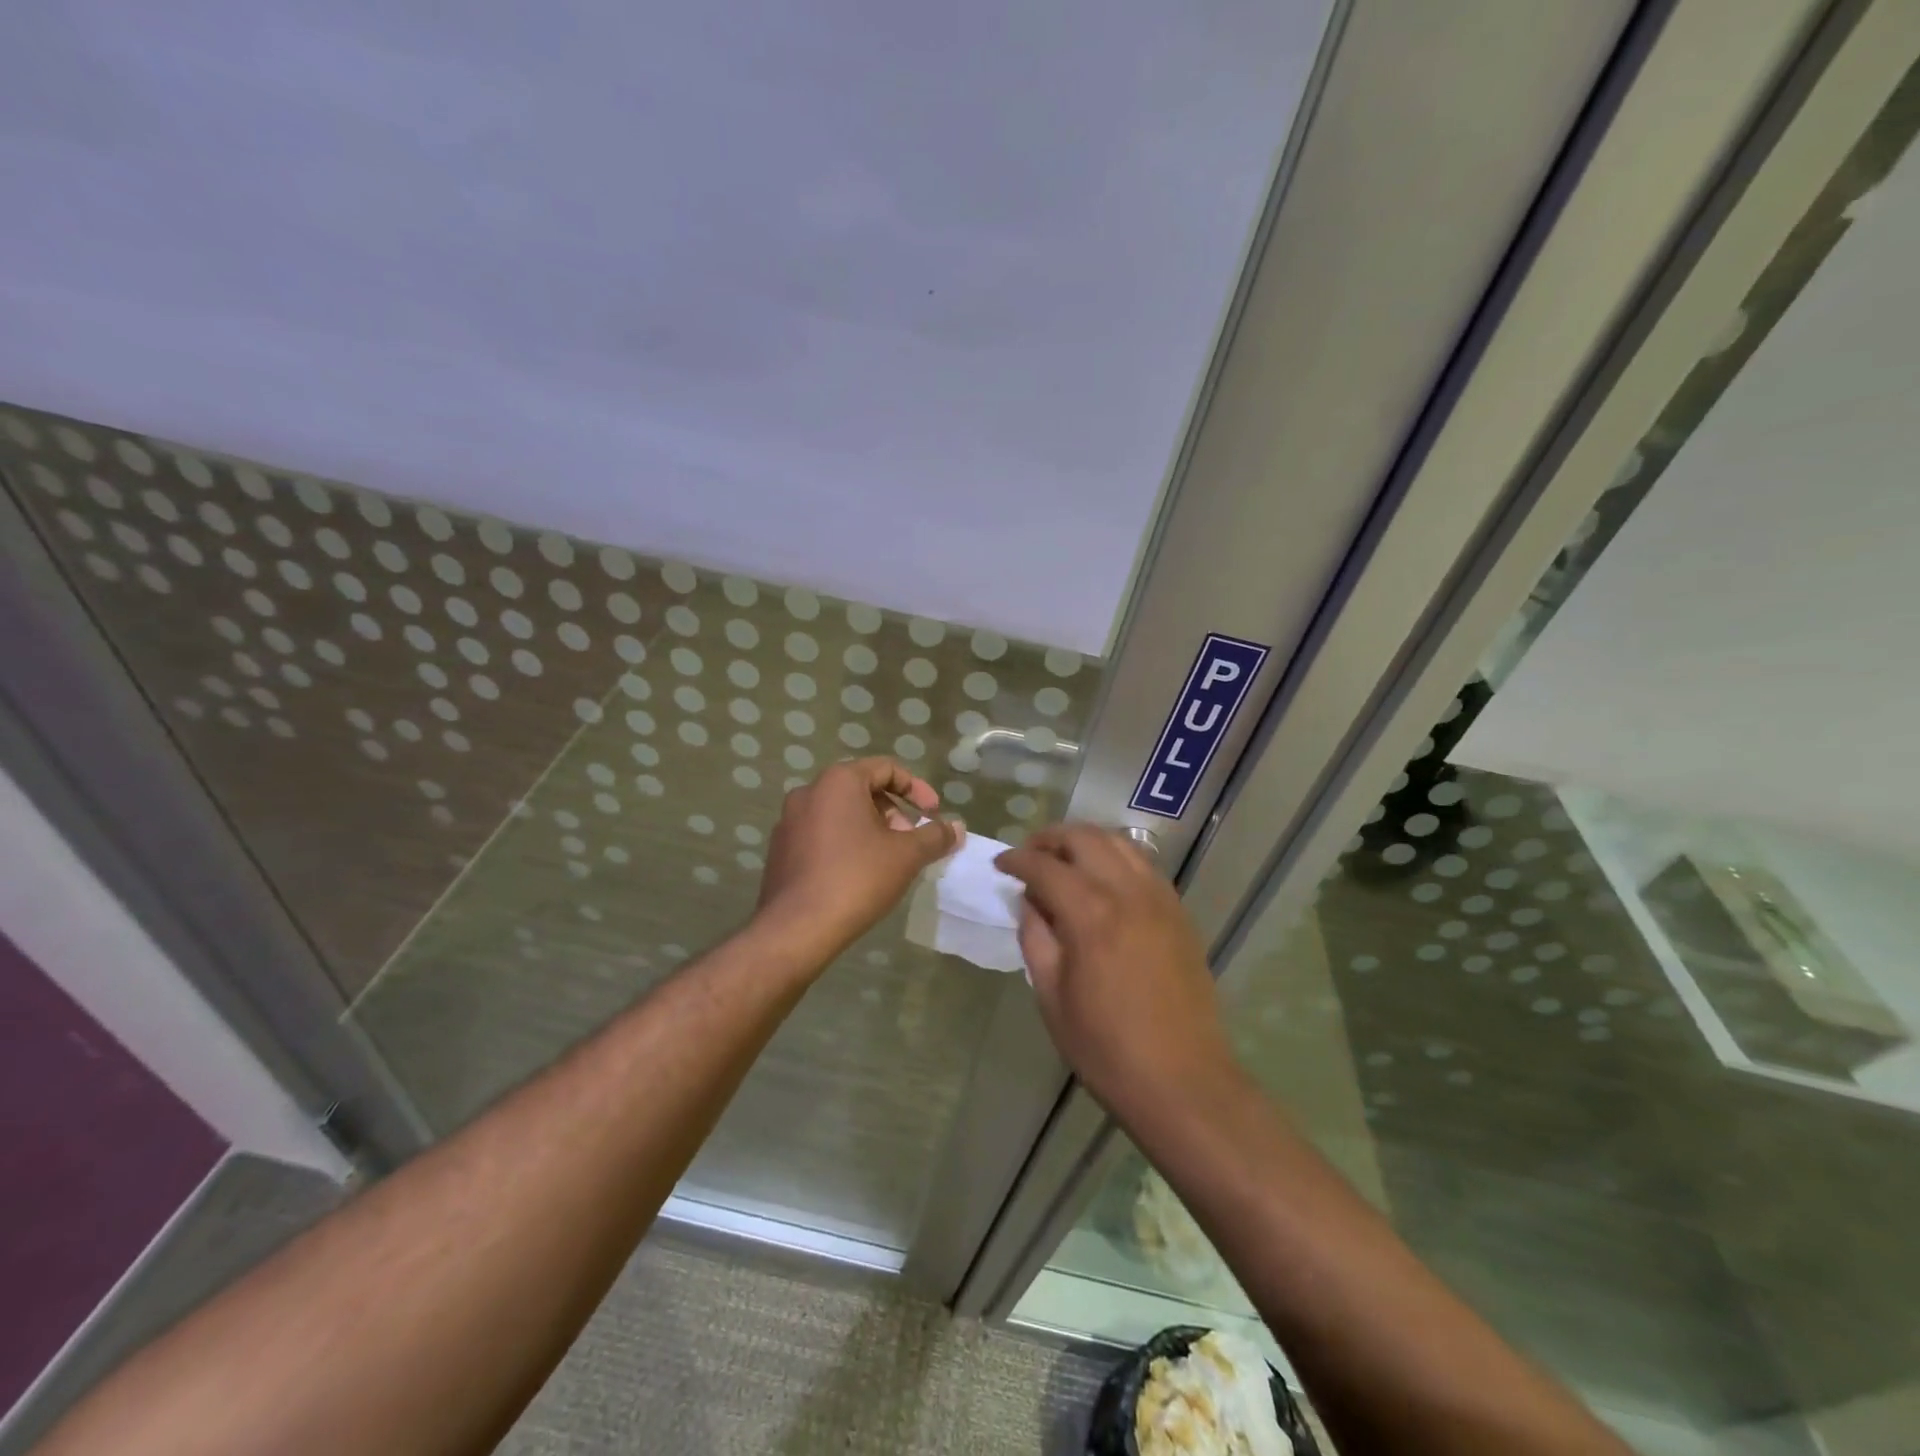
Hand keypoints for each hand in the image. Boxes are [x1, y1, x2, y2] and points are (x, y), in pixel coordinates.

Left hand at [755, 758, 962, 964]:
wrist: (798, 928)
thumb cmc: (857, 878)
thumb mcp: (907, 855)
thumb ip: (935, 836)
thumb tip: (958, 827)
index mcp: (838, 782)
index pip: (886, 768)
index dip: (916, 788)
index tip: (933, 814)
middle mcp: (809, 792)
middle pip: (861, 789)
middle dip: (893, 812)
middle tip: (911, 841)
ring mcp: (789, 821)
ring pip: (840, 813)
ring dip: (870, 828)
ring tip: (888, 860)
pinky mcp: (780, 849)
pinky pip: (821, 834)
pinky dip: (845, 843)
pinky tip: (858, 874)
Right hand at [996, 825, 1232, 1116]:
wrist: (1182, 1081)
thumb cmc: (1105, 1047)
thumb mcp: (1051, 995)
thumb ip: (1036, 937)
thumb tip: (1030, 901)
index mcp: (1091, 914)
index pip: (1045, 866)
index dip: (1016, 860)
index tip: (1000, 864)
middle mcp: (1128, 892)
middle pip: (1085, 838)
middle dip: (1050, 838)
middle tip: (1029, 856)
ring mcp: (1160, 899)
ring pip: (1119, 844)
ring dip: (1085, 842)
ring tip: (1064, 862)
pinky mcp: (1179, 913)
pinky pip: (1143, 866)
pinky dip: (1116, 859)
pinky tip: (1102, 882)